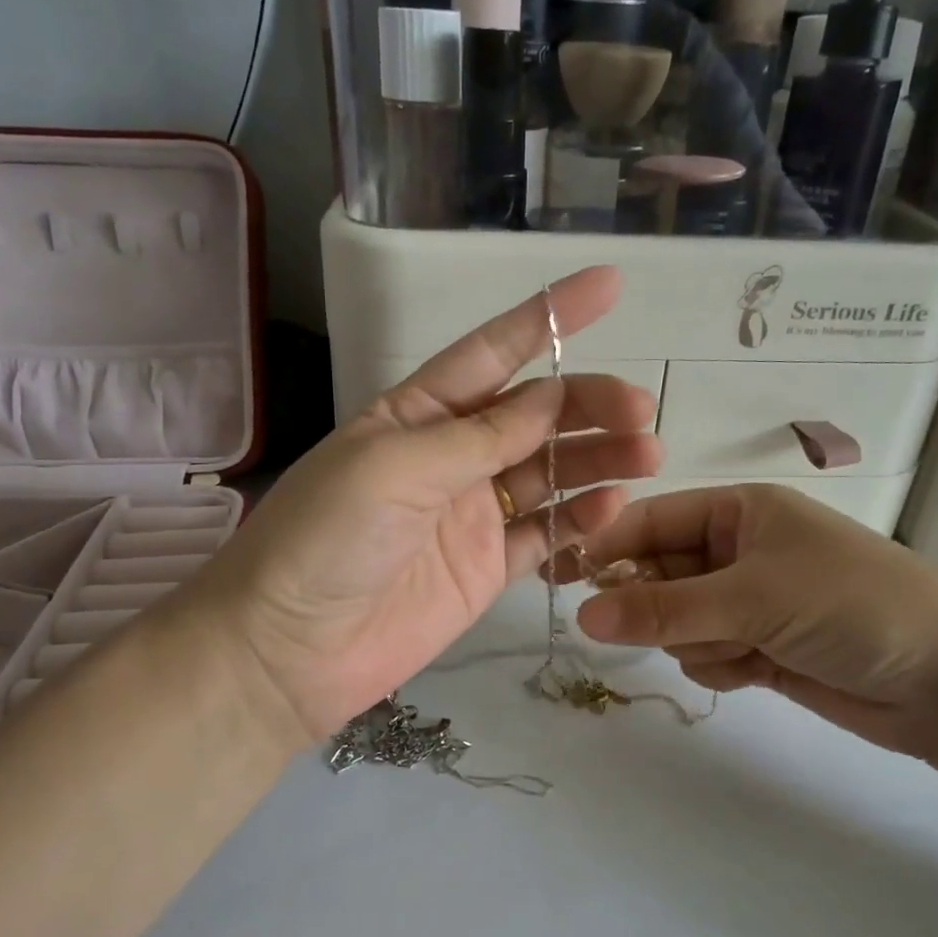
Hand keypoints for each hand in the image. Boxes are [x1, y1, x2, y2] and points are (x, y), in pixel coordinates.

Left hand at [179, 266, 660, 748]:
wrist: (290, 650)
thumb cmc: (327, 538)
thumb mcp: (397, 467)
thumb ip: (480, 436)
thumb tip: (551, 396)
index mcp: (417, 413)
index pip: (493, 351)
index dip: (550, 317)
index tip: (609, 286)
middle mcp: (450, 456)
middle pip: (535, 416)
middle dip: (588, 404)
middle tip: (641, 409)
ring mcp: (473, 514)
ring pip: (550, 473)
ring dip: (598, 460)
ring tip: (647, 456)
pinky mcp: (488, 567)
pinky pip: (546, 536)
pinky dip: (581, 520)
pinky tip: (612, 507)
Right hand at [570, 485, 937, 780]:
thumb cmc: (852, 606)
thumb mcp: (755, 596)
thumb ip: (665, 608)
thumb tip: (583, 616)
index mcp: (740, 512)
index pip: (651, 521)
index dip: (608, 546)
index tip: (565, 579)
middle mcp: (738, 551)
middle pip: (658, 574)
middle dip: (656, 604)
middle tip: (668, 626)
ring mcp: (747, 601)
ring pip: (676, 620)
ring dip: (694, 640)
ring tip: (741, 649)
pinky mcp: (758, 647)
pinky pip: (703, 652)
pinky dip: (719, 665)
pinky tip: (756, 670)